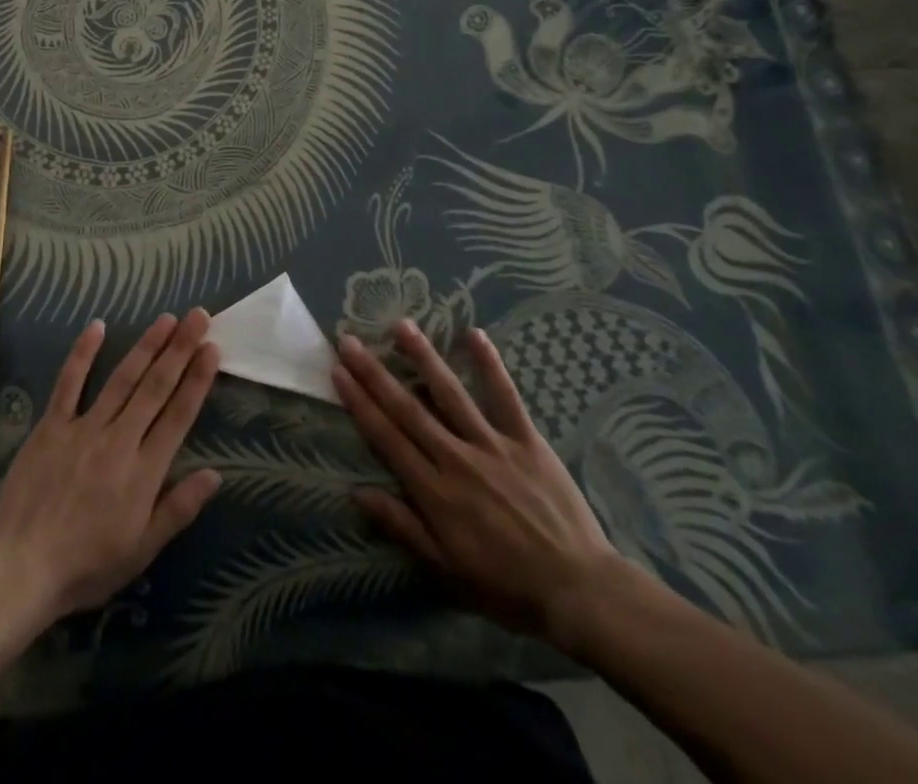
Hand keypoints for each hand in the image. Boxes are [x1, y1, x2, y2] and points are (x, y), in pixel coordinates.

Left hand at [0, 309, 221, 622]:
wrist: (19, 569)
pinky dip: (83, 353)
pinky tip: (97, 326)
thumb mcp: (141, 550)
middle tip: (198, 316)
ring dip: (146, 345)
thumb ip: (178, 509)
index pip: (178, 415)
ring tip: (166, 319)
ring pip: (122, 378)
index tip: (213, 348)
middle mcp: (119, 440)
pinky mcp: (51, 426)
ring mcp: (83, 428)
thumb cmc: (85, 567)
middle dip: (179, 349)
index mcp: (143, 472)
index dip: (197, 380)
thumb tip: (215, 474)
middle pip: (155, 387)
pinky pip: (69, 383)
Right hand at [332, 319, 622, 648]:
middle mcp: (456, 459)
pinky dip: (489, 364)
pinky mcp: (526, 440)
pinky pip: (505, 396)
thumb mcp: (447, 570)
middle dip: (374, 373)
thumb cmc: (506, 586)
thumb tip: (357, 492)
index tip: (337, 372)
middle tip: (349, 340)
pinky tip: (474, 333)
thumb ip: (403, 527)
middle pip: (407, 408)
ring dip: (422, 357)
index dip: (359, 402)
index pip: (386, 437)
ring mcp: (492, 445)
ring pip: (450, 393)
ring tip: (400, 325)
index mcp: (434, 492)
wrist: (579, 591)